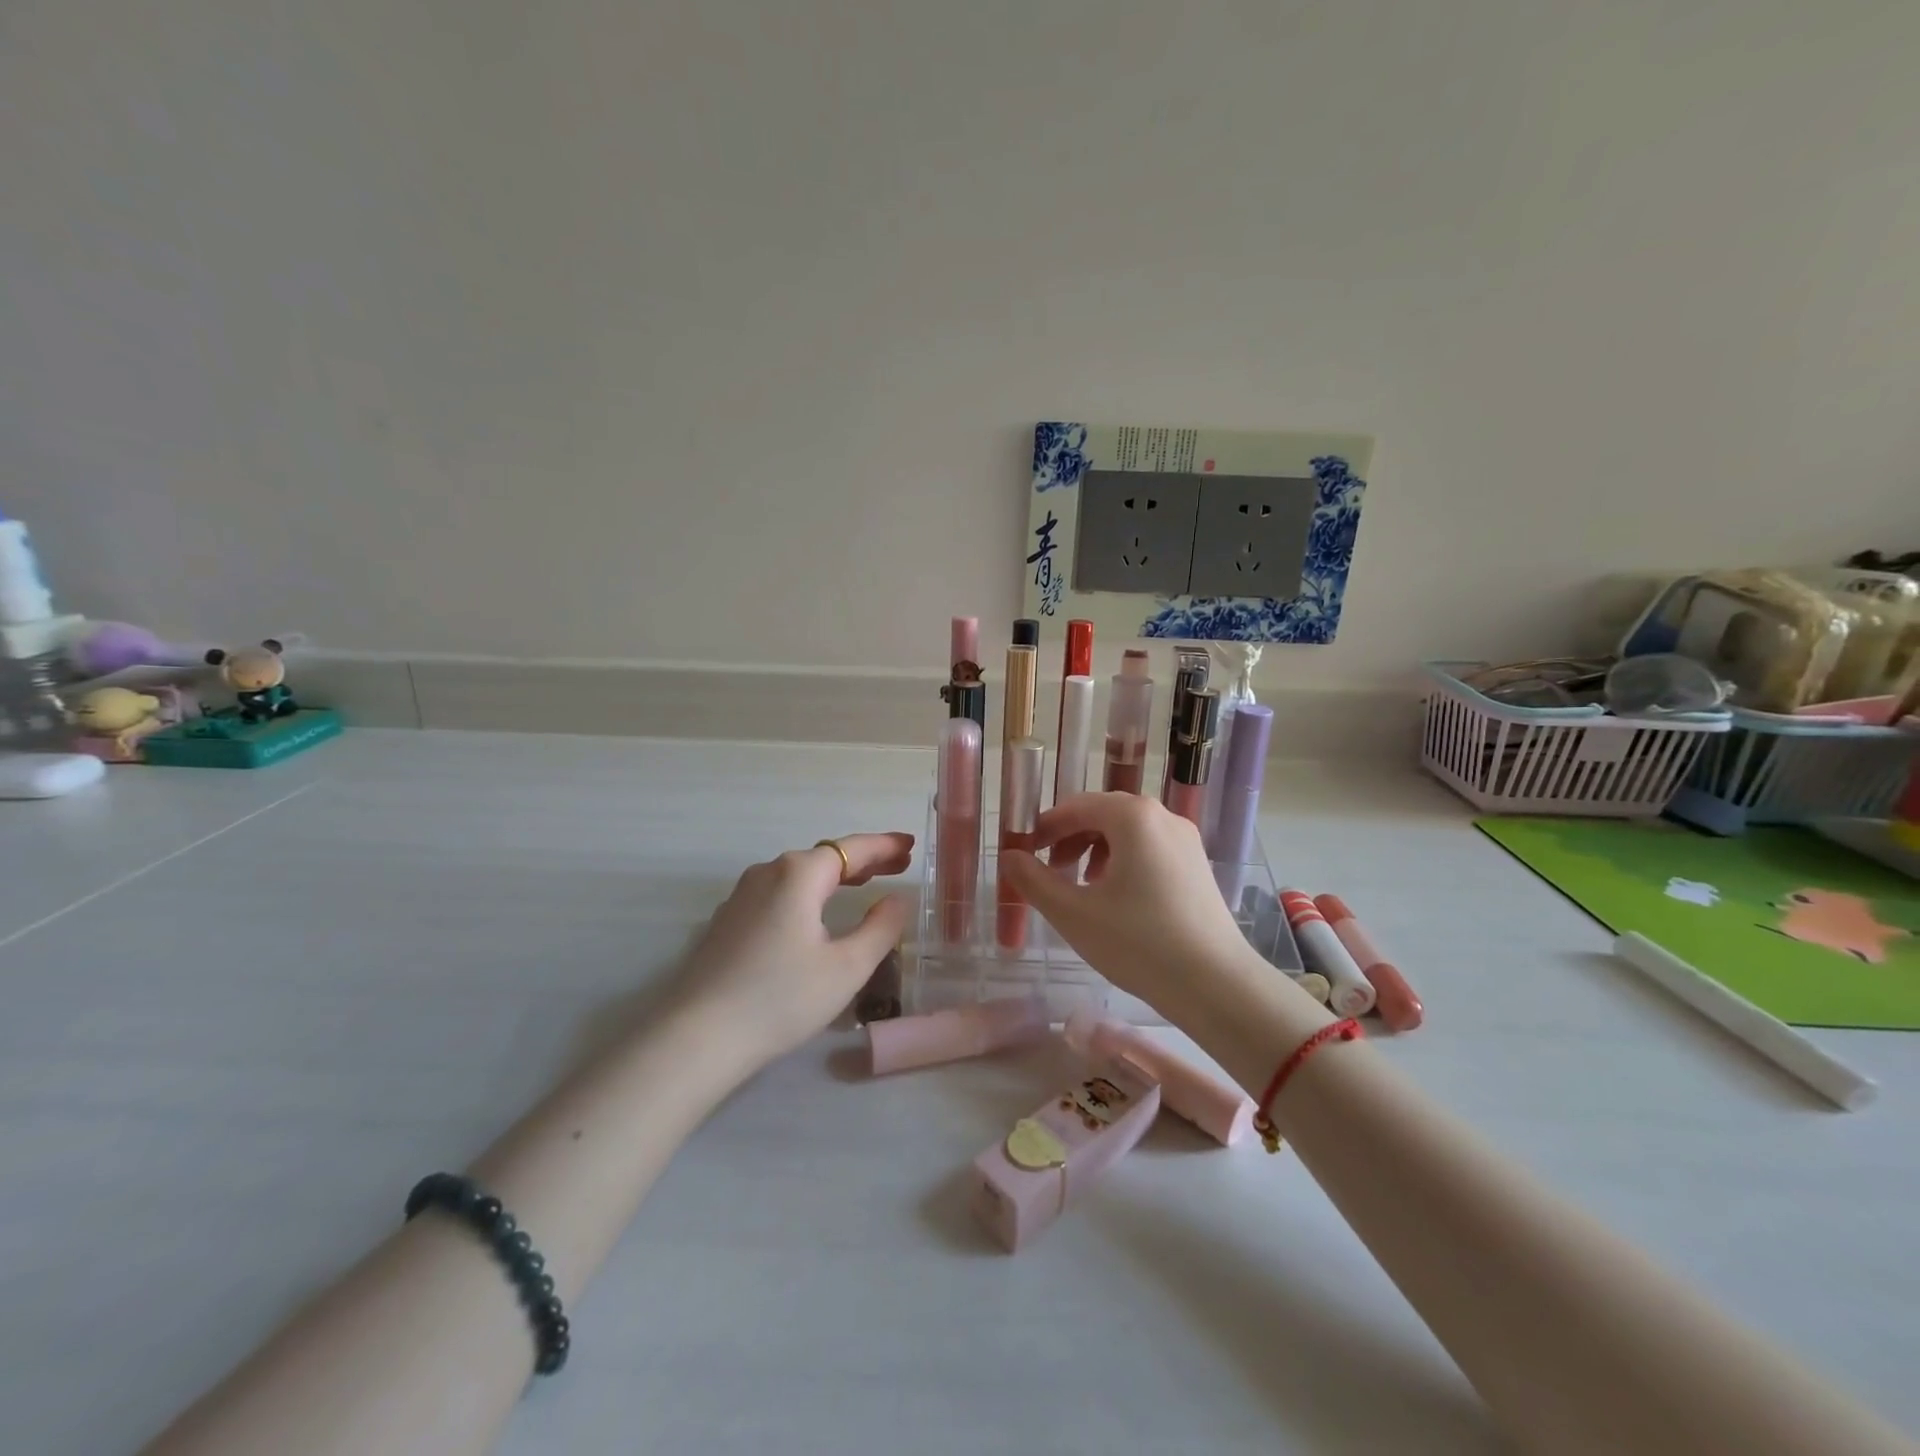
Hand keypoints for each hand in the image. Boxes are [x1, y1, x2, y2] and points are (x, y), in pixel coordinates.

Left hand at [674, 832, 913, 1066]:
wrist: (698, 1037)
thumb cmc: (781, 998)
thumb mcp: (847, 967)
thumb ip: (880, 928)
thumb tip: (896, 900)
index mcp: (799, 874)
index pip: (852, 848)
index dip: (884, 845)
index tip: (910, 845)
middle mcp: (768, 872)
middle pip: (825, 857)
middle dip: (864, 860)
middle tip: (898, 865)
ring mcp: (742, 895)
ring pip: (799, 875)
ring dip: (835, 876)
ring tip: (865, 882)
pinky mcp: (728, 920)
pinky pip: (779, 893)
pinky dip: (808, 894)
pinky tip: (816, 913)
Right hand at [999, 794, 1263, 1015]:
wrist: (1216, 984)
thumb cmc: (1138, 943)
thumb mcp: (1073, 913)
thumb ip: (1033, 880)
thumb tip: (1008, 856)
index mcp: (1132, 816)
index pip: (1075, 807)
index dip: (1044, 828)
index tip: (1024, 853)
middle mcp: (1162, 816)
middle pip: (1103, 814)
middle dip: (1070, 838)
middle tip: (1050, 871)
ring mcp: (1185, 840)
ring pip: (1127, 832)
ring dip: (1095, 850)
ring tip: (1081, 887)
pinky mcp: (1197, 865)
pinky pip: (1150, 848)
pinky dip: (1123, 862)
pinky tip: (1116, 898)